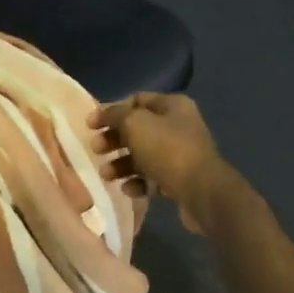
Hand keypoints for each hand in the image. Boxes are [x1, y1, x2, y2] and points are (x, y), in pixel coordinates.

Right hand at [89, 92, 233, 233]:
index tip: (91, 125)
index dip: (111, 111)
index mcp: (172, 106)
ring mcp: (180, 154)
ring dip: (121, 164)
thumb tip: (102, 113)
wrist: (201, 192)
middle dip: (114, 140)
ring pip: (143, 155)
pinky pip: (153, 177)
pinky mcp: (180, 179)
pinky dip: (138, 182)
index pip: (136, 100)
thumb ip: (115, 115)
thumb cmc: (167, 150)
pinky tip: (128, 189)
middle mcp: (178, 126)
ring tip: (106, 175)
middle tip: (96, 149)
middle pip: (138, 129)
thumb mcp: (135, 124)